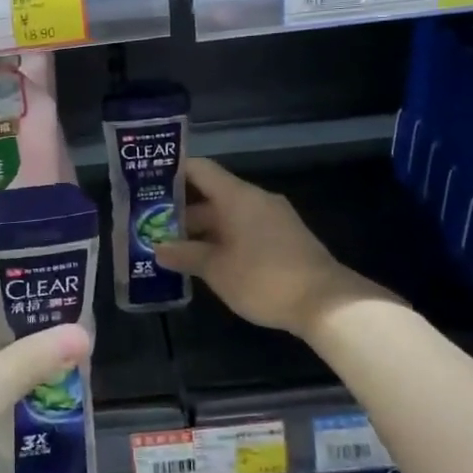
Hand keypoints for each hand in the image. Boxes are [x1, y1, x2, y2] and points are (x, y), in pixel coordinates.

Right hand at [154, 158, 396, 338]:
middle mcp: (255, 199)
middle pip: (211, 194)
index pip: (199, 170)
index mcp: (237, 196)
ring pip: (228, 214)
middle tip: (150, 225)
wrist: (326, 303)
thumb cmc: (263, 278)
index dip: (172, 173)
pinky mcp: (284, 238)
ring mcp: (272, 218)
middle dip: (181, 210)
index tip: (146, 184)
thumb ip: (185, 255)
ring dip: (202, 229)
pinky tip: (206, 259)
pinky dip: (222, 238)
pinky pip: (244, 228)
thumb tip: (158, 248)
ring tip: (172, 246)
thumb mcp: (216, 269)